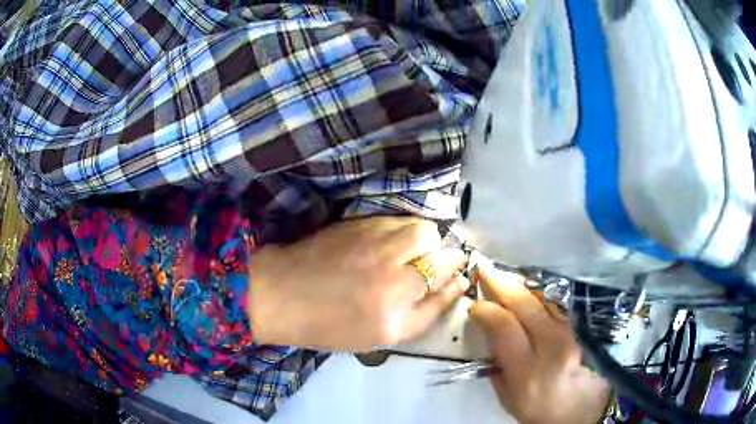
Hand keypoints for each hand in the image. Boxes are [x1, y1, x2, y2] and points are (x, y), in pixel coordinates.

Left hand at [247, 217, 469, 350]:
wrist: (284, 295)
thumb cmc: (334, 325)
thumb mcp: (386, 335)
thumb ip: (428, 311)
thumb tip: (459, 284)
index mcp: (397, 298)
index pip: (445, 270)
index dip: (455, 268)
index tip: (457, 272)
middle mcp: (389, 262)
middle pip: (433, 239)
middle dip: (439, 251)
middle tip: (425, 267)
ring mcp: (371, 236)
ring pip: (416, 225)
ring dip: (421, 239)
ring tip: (406, 256)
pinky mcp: (356, 222)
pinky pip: (394, 219)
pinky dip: (400, 230)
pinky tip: (386, 246)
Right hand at [469, 263, 609, 423]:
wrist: (580, 410)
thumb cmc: (539, 409)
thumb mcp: (508, 398)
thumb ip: (497, 367)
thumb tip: (490, 335)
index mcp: (528, 371)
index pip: (504, 328)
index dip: (486, 311)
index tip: (474, 306)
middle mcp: (552, 347)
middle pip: (525, 306)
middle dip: (501, 284)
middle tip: (484, 269)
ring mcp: (570, 334)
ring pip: (544, 299)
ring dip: (521, 284)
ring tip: (504, 275)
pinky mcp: (580, 328)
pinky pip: (557, 304)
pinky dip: (539, 293)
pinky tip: (529, 288)